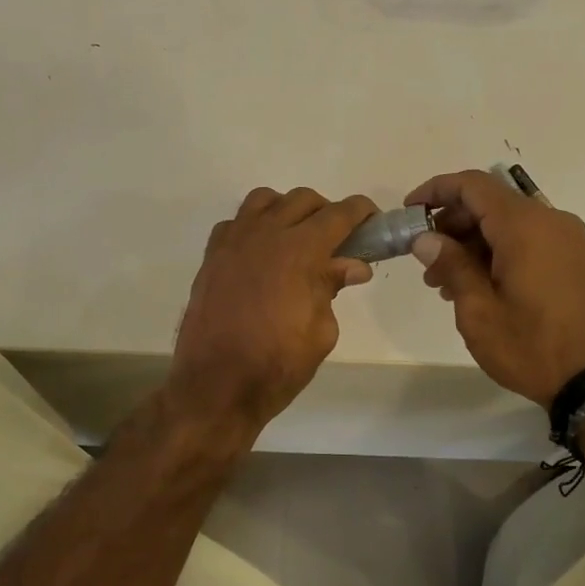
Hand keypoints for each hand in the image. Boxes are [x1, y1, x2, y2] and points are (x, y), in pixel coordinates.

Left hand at [168, 187, 378, 432]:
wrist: (216, 386)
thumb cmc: (276, 365)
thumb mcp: (321, 332)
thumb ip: (332, 288)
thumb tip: (352, 266)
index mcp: (299, 251)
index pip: (338, 214)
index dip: (361, 212)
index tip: (373, 219)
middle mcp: (265, 235)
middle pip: (302, 199)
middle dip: (326, 212)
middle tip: (337, 241)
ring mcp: (233, 242)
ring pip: (264, 200)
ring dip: (287, 210)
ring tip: (296, 238)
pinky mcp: (211, 257)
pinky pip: (235, 223)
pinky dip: (254, 227)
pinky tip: (261, 254)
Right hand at [405, 170, 584, 406]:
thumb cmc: (532, 345)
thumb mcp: (479, 310)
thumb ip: (451, 265)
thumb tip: (425, 238)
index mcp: (524, 226)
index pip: (472, 185)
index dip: (436, 190)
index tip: (409, 212)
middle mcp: (548, 221)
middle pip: (489, 202)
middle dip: (451, 223)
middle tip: (424, 259)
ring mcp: (566, 240)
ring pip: (507, 223)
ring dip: (471, 242)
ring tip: (444, 282)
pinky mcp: (573, 259)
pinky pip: (526, 240)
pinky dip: (495, 251)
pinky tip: (476, 286)